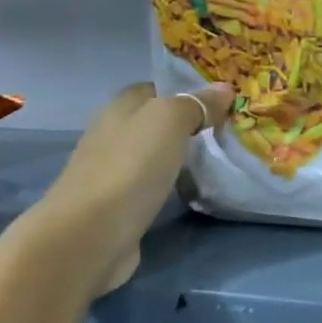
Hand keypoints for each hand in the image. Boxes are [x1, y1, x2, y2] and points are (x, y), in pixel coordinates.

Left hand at [44, 81, 231, 292]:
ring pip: (157, 153)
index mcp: (120, 107)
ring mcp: (114, 170)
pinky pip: (154, 183)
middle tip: (230, 130)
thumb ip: (196, 103)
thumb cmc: (131, 167)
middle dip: (190, 124)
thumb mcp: (169, 121)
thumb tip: (224, 88)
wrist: (91, 234)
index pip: (157, 88)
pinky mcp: (120, 203)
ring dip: (183, 155)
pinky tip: (196, 189)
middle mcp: (113, 134)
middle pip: (157, 121)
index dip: (188, 90)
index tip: (224, 101)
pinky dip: (174, 183)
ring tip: (222, 159)